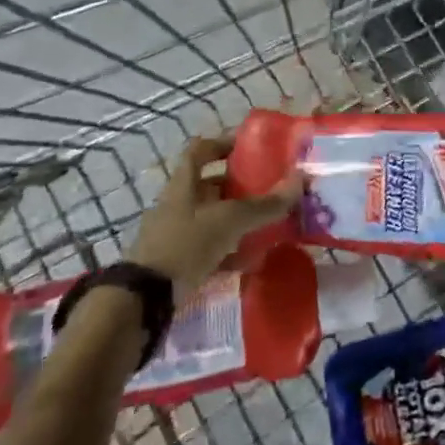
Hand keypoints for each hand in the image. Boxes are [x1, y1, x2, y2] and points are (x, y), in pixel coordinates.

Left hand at [125, 135, 298, 297]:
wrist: (144, 300)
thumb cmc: (186, 245)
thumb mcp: (229, 220)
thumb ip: (265, 204)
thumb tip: (301, 179)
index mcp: (183, 184)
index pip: (200, 150)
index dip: (222, 144)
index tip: (249, 149)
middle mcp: (176, 203)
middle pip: (208, 185)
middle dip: (237, 186)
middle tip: (267, 190)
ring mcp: (173, 233)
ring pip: (209, 217)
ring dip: (234, 219)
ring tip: (264, 225)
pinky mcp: (174, 261)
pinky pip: (206, 247)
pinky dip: (227, 250)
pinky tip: (248, 260)